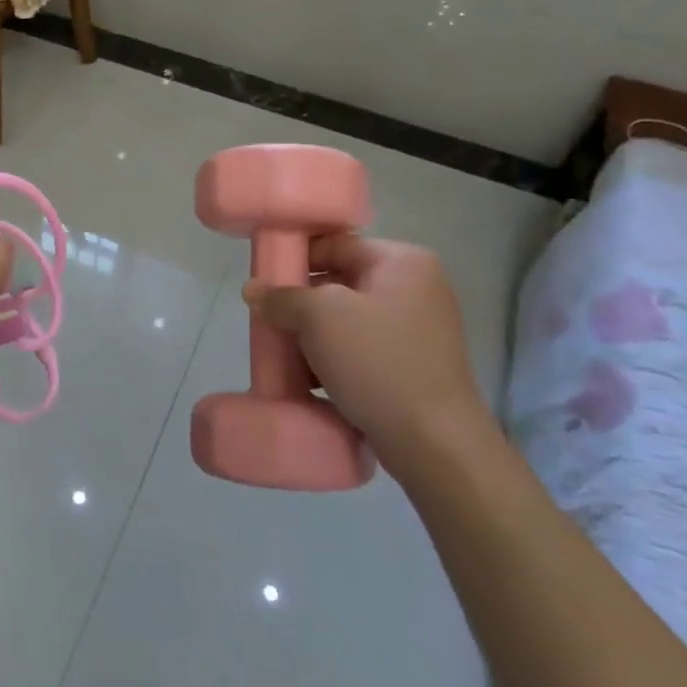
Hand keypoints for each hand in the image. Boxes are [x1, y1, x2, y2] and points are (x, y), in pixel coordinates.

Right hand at [243, 237, 497, 470]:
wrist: (432, 441)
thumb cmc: (377, 362)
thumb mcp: (319, 317)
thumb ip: (282, 297)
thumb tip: (253, 289)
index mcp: (402, 262)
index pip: (336, 244)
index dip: (296, 257)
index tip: (264, 279)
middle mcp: (417, 288)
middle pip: (341, 282)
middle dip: (301, 302)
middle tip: (270, 318)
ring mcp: (418, 329)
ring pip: (348, 319)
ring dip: (314, 334)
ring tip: (284, 351)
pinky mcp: (413, 366)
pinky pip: (362, 349)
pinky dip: (334, 358)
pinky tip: (309, 377)